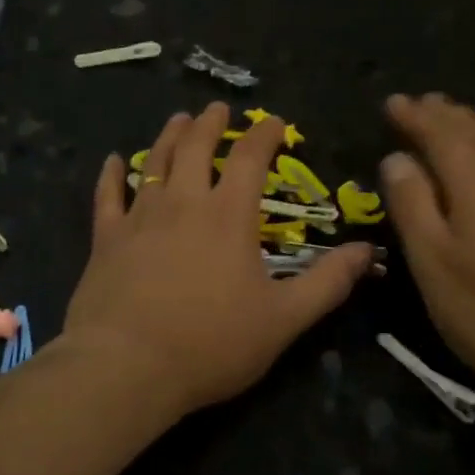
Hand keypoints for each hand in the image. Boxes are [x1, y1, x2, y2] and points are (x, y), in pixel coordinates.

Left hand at [61, 102, 375, 418]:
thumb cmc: (211, 343)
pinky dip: (110, 175)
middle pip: (196, 149)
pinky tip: (112, 161)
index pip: (250, 159)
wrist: (127, 366)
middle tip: (217, 108)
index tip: (273, 121)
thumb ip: (327, 282)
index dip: (263, 135)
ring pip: (155, 163)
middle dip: (210, 124)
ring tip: (178, 120)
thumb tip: (367, 250)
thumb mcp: (284, 319)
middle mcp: (183, 204)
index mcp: (228, 217)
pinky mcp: (106, 240)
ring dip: (169, 137)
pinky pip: (107, 196)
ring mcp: (139, 219)